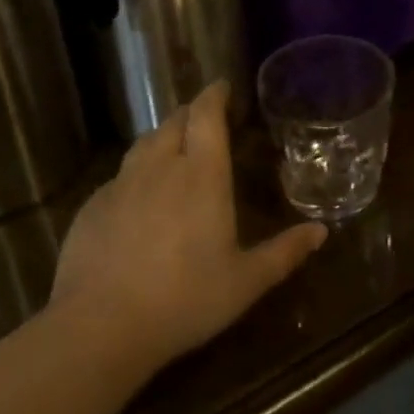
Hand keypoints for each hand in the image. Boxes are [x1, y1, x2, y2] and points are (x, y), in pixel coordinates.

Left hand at [51, 82, 327, 371]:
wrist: (100, 327)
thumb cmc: (185, 300)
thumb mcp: (245, 282)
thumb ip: (284, 253)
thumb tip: (321, 231)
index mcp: (201, 174)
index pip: (206, 114)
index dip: (214, 94)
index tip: (222, 86)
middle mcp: (160, 166)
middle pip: (174, 121)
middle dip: (190, 113)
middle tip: (204, 118)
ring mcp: (121, 184)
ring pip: (144, 144)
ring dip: (162, 138)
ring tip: (173, 149)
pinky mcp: (92, 206)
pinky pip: (119, 177)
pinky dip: (135, 174)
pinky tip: (138, 198)